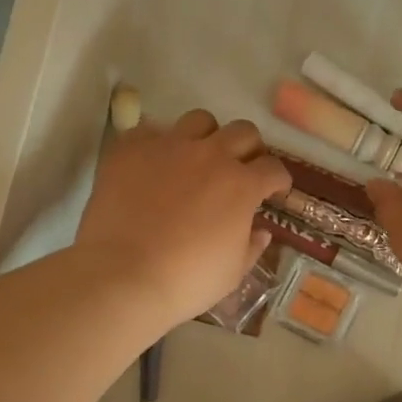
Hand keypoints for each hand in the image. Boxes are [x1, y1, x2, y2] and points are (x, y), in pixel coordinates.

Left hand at [76, 108, 290, 327]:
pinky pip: (150, 131)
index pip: (273, 168)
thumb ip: (251, 246)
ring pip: (200, 120)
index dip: (277, 180)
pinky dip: (158, 144)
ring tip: (197, 158)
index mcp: (242, 185)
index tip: (274, 191)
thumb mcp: (232, 273)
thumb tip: (260, 231)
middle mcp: (210, 155)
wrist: (123, 277)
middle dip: (249, 149)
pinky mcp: (131, 149)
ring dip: (207, 137)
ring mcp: (169, 146)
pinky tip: (154, 165)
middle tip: (241, 170)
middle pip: (243, 132)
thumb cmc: (186, 281)